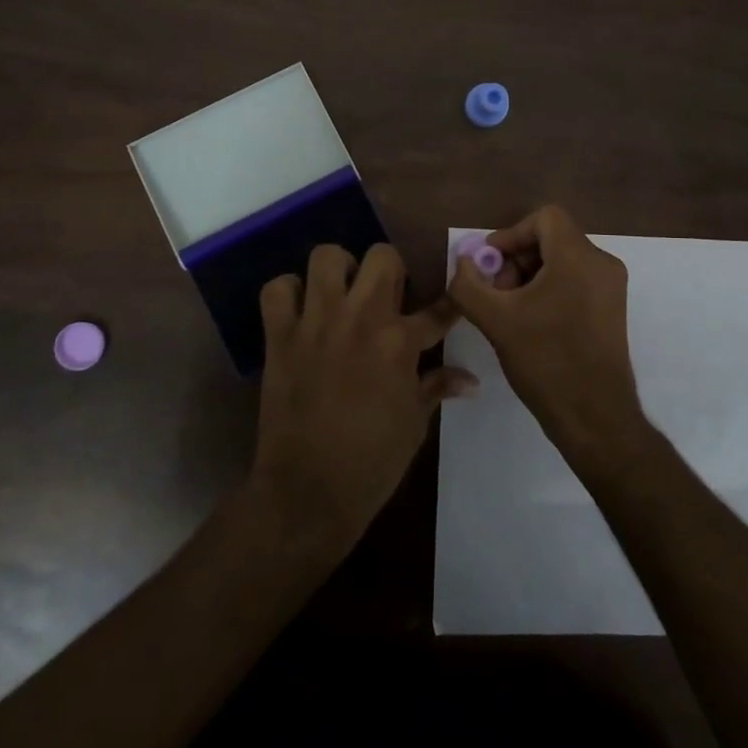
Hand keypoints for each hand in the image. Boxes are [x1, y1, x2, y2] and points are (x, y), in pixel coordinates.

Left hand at [249, 243, 475, 552]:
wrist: (309, 491)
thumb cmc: (372, 462)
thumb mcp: (415, 424)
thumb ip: (437, 387)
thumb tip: (470, 379)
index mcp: (400, 342)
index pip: (438, 309)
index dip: (451, 302)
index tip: (454, 296)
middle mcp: (360, 318)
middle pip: (382, 256)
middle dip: (390, 269)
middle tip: (386, 296)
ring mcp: (317, 322)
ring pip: (327, 256)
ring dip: (338, 270)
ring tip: (341, 293)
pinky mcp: (280, 335)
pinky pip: (277, 290)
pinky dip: (288, 293)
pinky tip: (299, 310)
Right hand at [446, 205, 649, 469]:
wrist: (595, 417)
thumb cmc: (546, 361)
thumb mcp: (495, 320)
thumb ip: (468, 284)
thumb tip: (462, 262)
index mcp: (579, 257)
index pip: (544, 218)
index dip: (510, 234)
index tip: (489, 266)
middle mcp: (602, 264)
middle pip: (552, 239)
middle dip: (516, 260)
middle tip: (495, 293)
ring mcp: (611, 288)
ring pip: (562, 261)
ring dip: (529, 277)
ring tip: (509, 312)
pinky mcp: (612, 310)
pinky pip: (575, 281)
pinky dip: (549, 290)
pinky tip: (530, 323)